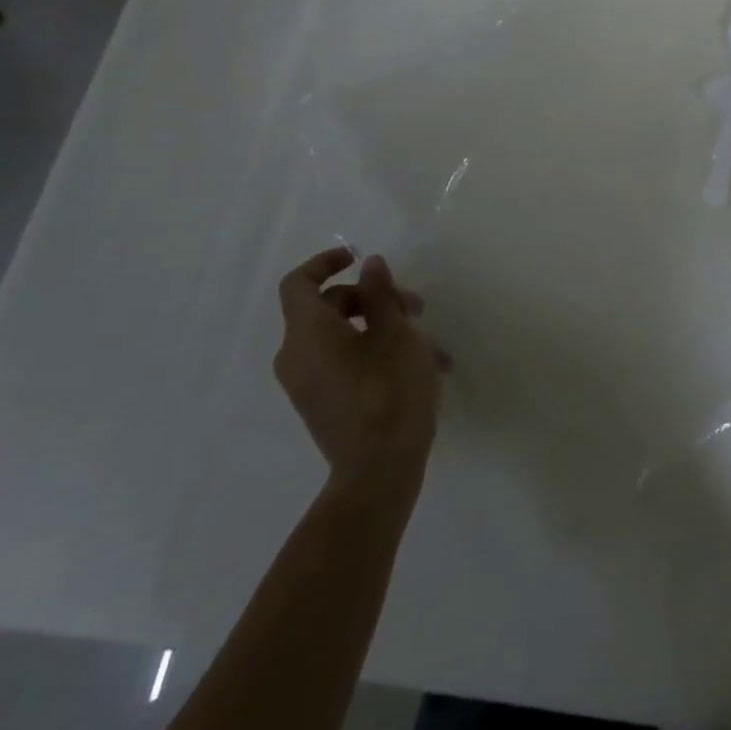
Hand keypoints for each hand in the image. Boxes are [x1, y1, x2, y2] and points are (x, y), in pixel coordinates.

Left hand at [274, 249, 448, 498]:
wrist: (379, 471)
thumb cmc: (389, 391)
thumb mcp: (396, 333)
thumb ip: (381, 294)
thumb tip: (370, 265)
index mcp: (307, 334)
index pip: (297, 283)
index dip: (325, 263)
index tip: (360, 258)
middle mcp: (297, 357)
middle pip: (328, 308)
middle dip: (374, 298)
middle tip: (417, 305)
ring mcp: (308, 385)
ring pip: (343, 337)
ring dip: (385, 328)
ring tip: (432, 345)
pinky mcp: (324, 405)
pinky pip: (345, 364)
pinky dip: (376, 353)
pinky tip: (423, 367)